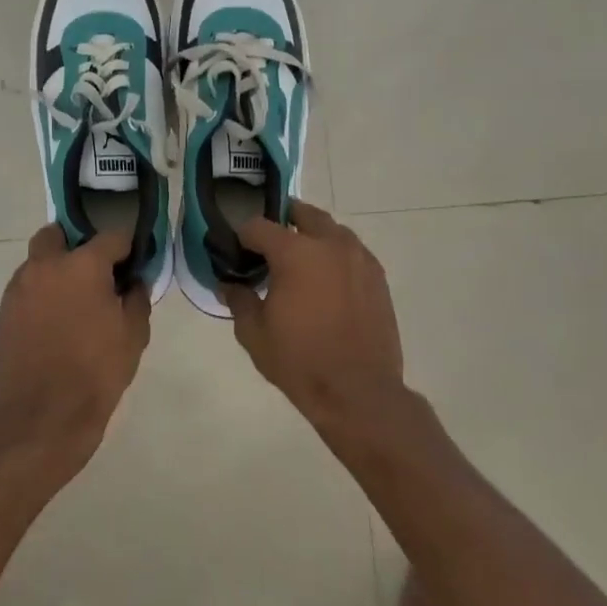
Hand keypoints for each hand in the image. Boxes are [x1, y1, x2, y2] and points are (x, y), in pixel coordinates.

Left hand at [0, 225, 151, 486]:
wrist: (43, 416)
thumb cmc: (97, 372)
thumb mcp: (134, 335)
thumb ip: (136, 298)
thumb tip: (133, 281)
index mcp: (82, 265)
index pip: (111, 236)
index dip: (126, 246)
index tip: (134, 261)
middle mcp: (45, 266)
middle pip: (59, 235)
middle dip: (77, 244)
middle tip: (96, 273)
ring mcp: (19, 288)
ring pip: (38, 261)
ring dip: (56, 269)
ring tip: (76, 302)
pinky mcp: (4, 311)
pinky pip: (27, 288)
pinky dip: (42, 293)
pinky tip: (56, 321)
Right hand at [223, 201, 409, 434]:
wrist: (358, 391)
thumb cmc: (299, 361)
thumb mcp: (254, 334)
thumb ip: (239, 300)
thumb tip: (229, 285)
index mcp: (295, 253)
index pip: (259, 226)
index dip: (242, 235)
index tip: (236, 251)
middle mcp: (330, 244)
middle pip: (303, 214)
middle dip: (282, 222)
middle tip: (268, 244)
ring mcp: (359, 258)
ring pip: (332, 230)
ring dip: (312, 236)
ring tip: (299, 261)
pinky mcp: (378, 276)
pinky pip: (352, 251)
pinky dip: (334, 255)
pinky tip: (326, 280)